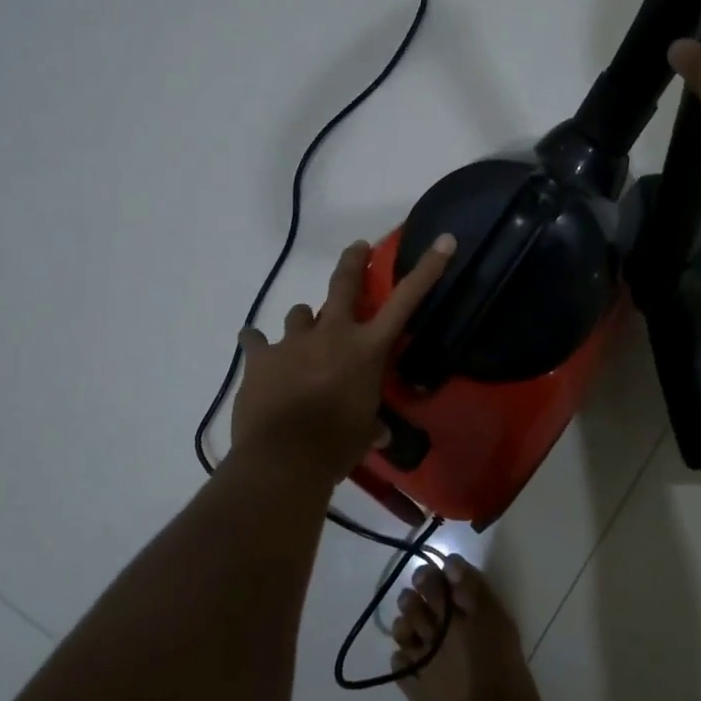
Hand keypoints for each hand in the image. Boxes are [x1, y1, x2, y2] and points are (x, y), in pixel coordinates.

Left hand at [230, 234, 456, 476]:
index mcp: (366, 349)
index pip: (405, 301)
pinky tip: (257, 347)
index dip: (427, 269)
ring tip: (303, 338)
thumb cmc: (335, 446)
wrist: (282, 459)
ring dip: (305, 322)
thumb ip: (371, 424)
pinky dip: (259, 343)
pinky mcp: (260, 357)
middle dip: (353, 261)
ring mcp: (293, 341)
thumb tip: (378, 432)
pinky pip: (256, 339)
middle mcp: (332, 334)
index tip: (444, 241)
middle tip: (357, 248)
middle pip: (343, 283)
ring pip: (300, 312)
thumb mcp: (364, 433)